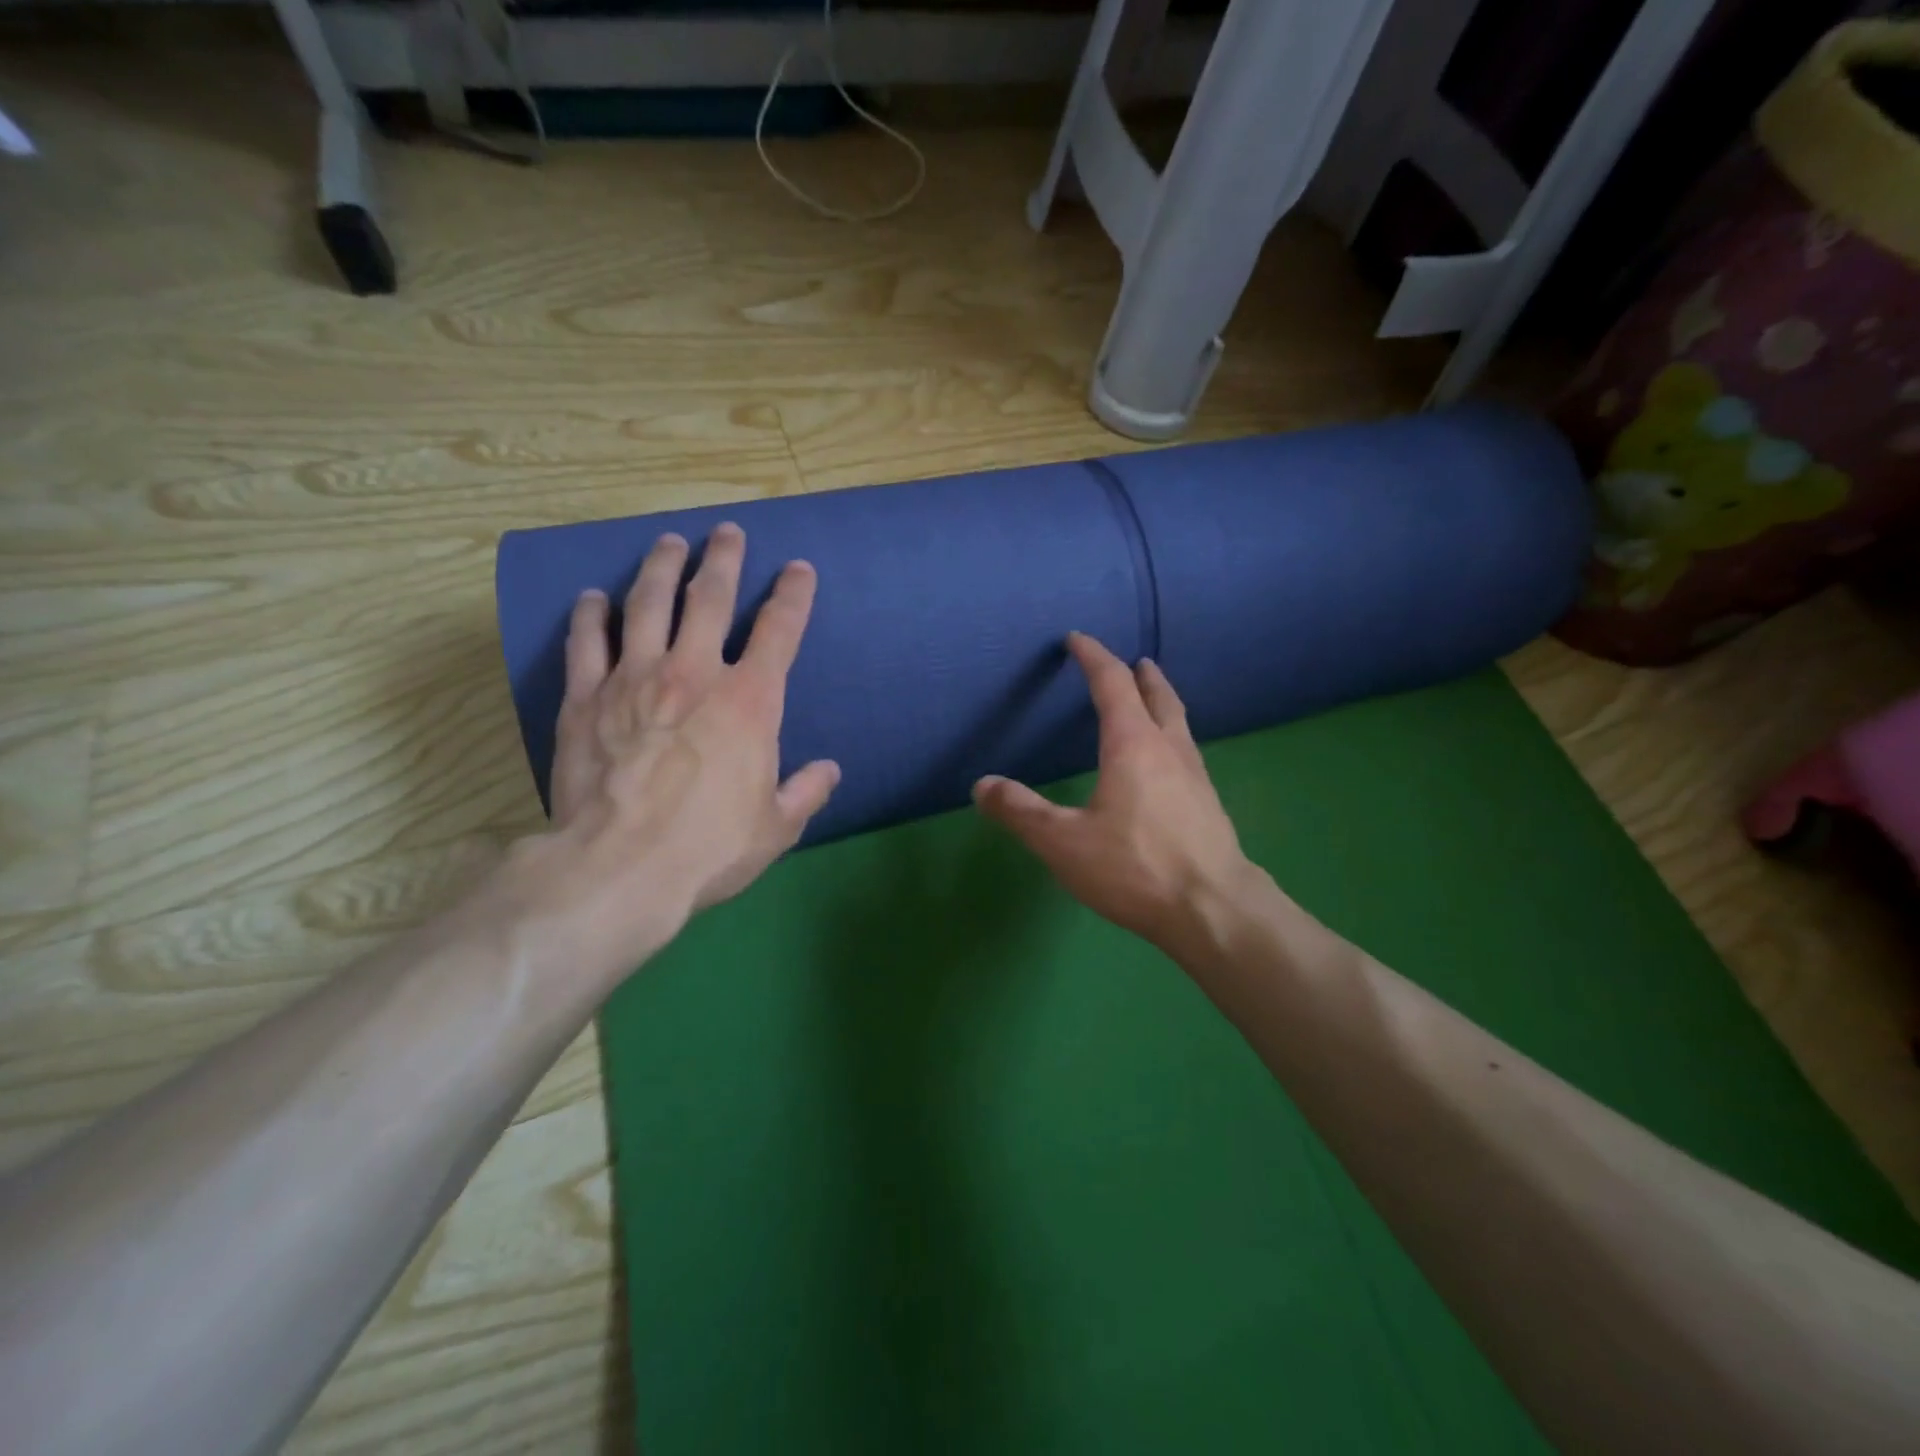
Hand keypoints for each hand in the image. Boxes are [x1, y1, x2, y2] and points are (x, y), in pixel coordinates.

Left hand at [514, 524, 838, 982]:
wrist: (620, 867)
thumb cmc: (709, 847)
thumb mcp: (776, 827)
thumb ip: (806, 792)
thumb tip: (829, 771)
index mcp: (750, 702)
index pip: (780, 631)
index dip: (794, 595)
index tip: (799, 569)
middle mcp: (695, 674)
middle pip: (710, 598)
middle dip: (724, 560)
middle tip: (727, 532)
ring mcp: (635, 679)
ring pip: (648, 603)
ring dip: (662, 567)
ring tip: (668, 542)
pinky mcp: (586, 697)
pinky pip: (588, 642)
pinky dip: (591, 614)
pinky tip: (594, 597)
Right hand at [973, 633, 1263, 961]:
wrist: (1213, 911)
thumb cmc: (1135, 868)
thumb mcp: (1063, 842)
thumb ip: (1021, 812)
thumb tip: (982, 785)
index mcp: (1132, 745)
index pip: (1112, 685)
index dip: (1093, 657)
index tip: (1078, 640)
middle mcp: (1168, 750)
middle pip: (1158, 697)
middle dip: (1142, 676)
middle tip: (1135, 662)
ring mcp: (1196, 776)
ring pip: (1179, 724)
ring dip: (1163, 703)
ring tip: (1154, 701)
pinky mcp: (1209, 804)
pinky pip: (1187, 752)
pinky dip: (1173, 737)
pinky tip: (1167, 764)